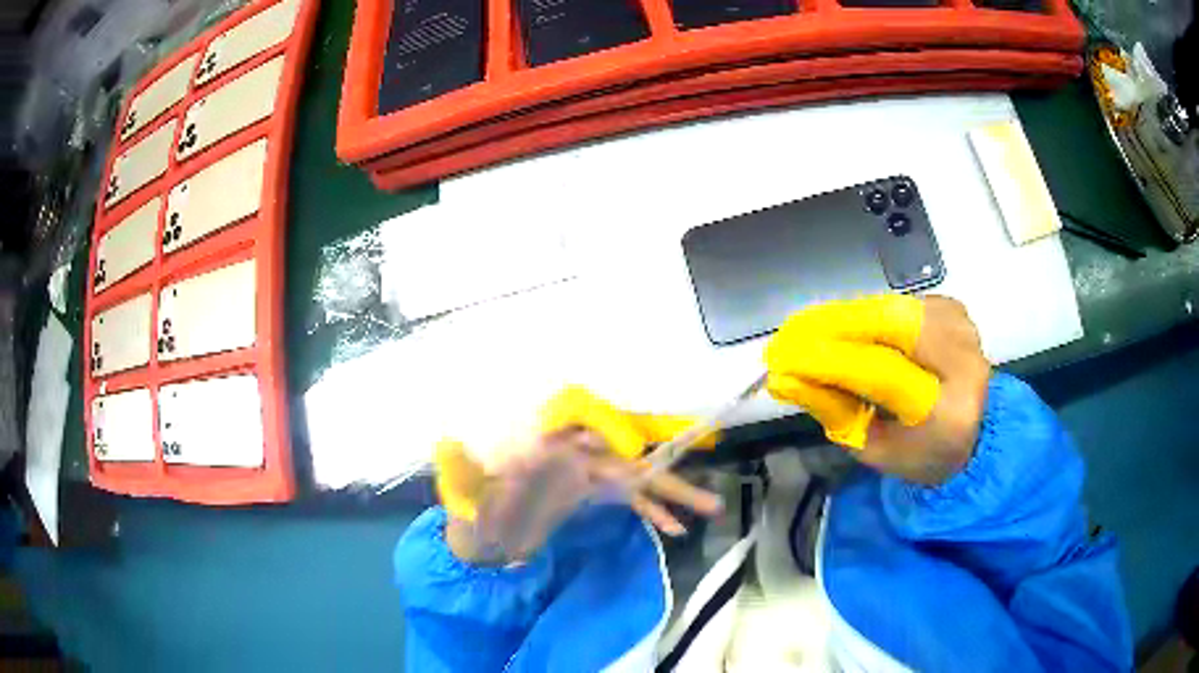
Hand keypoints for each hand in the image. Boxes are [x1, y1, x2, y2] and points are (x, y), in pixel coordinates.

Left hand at [437, 386, 723, 564]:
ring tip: (710, 508)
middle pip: (623, 457)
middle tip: (704, 489)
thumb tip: (518, 454)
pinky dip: (652, 510)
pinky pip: (628, 499)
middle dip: (663, 471)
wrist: (476, 539)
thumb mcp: (468, 493)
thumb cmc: (470, 514)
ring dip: (671, 492)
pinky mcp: (589, 495)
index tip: (639, 460)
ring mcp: (584, 475)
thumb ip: (482, 472)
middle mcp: (570, 453)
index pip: (584, 426)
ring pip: (634, 477)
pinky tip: (675, 528)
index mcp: (543, 445)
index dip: (615, 433)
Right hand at [765, 295, 990, 484]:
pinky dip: (870, 314)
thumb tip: (785, 376)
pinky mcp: (954, 309)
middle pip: (891, 325)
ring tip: (813, 333)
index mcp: (948, 411)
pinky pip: (900, 304)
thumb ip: (833, 410)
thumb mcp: (872, 448)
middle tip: (790, 334)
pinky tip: (853, 331)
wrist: (976, 431)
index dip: (829, 360)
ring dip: (848, 318)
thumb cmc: (919, 452)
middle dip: (835, 325)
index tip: (782, 356)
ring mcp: (962, 328)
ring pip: (892, 308)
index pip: (883, 373)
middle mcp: (964, 360)